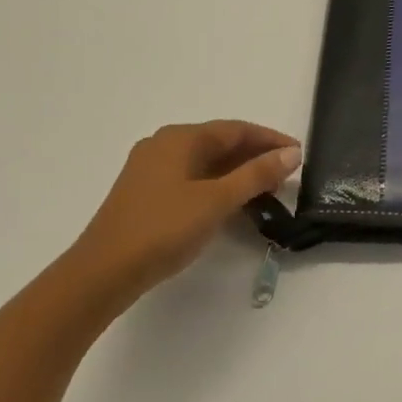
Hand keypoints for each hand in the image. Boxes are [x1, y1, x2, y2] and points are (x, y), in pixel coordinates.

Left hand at [60, 120, 300, 314]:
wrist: (103, 272)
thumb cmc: (163, 229)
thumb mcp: (217, 200)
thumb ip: (256, 174)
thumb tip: (292, 152)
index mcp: (180, 138)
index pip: (236, 129)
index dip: (270, 139)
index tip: (298, 153)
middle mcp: (164, 145)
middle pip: (220, 143)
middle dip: (255, 156)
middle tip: (287, 175)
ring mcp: (151, 170)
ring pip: (206, 163)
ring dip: (238, 173)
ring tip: (267, 191)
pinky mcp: (146, 194)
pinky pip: (192, 179)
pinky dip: (218, 186)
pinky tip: (232, 204)